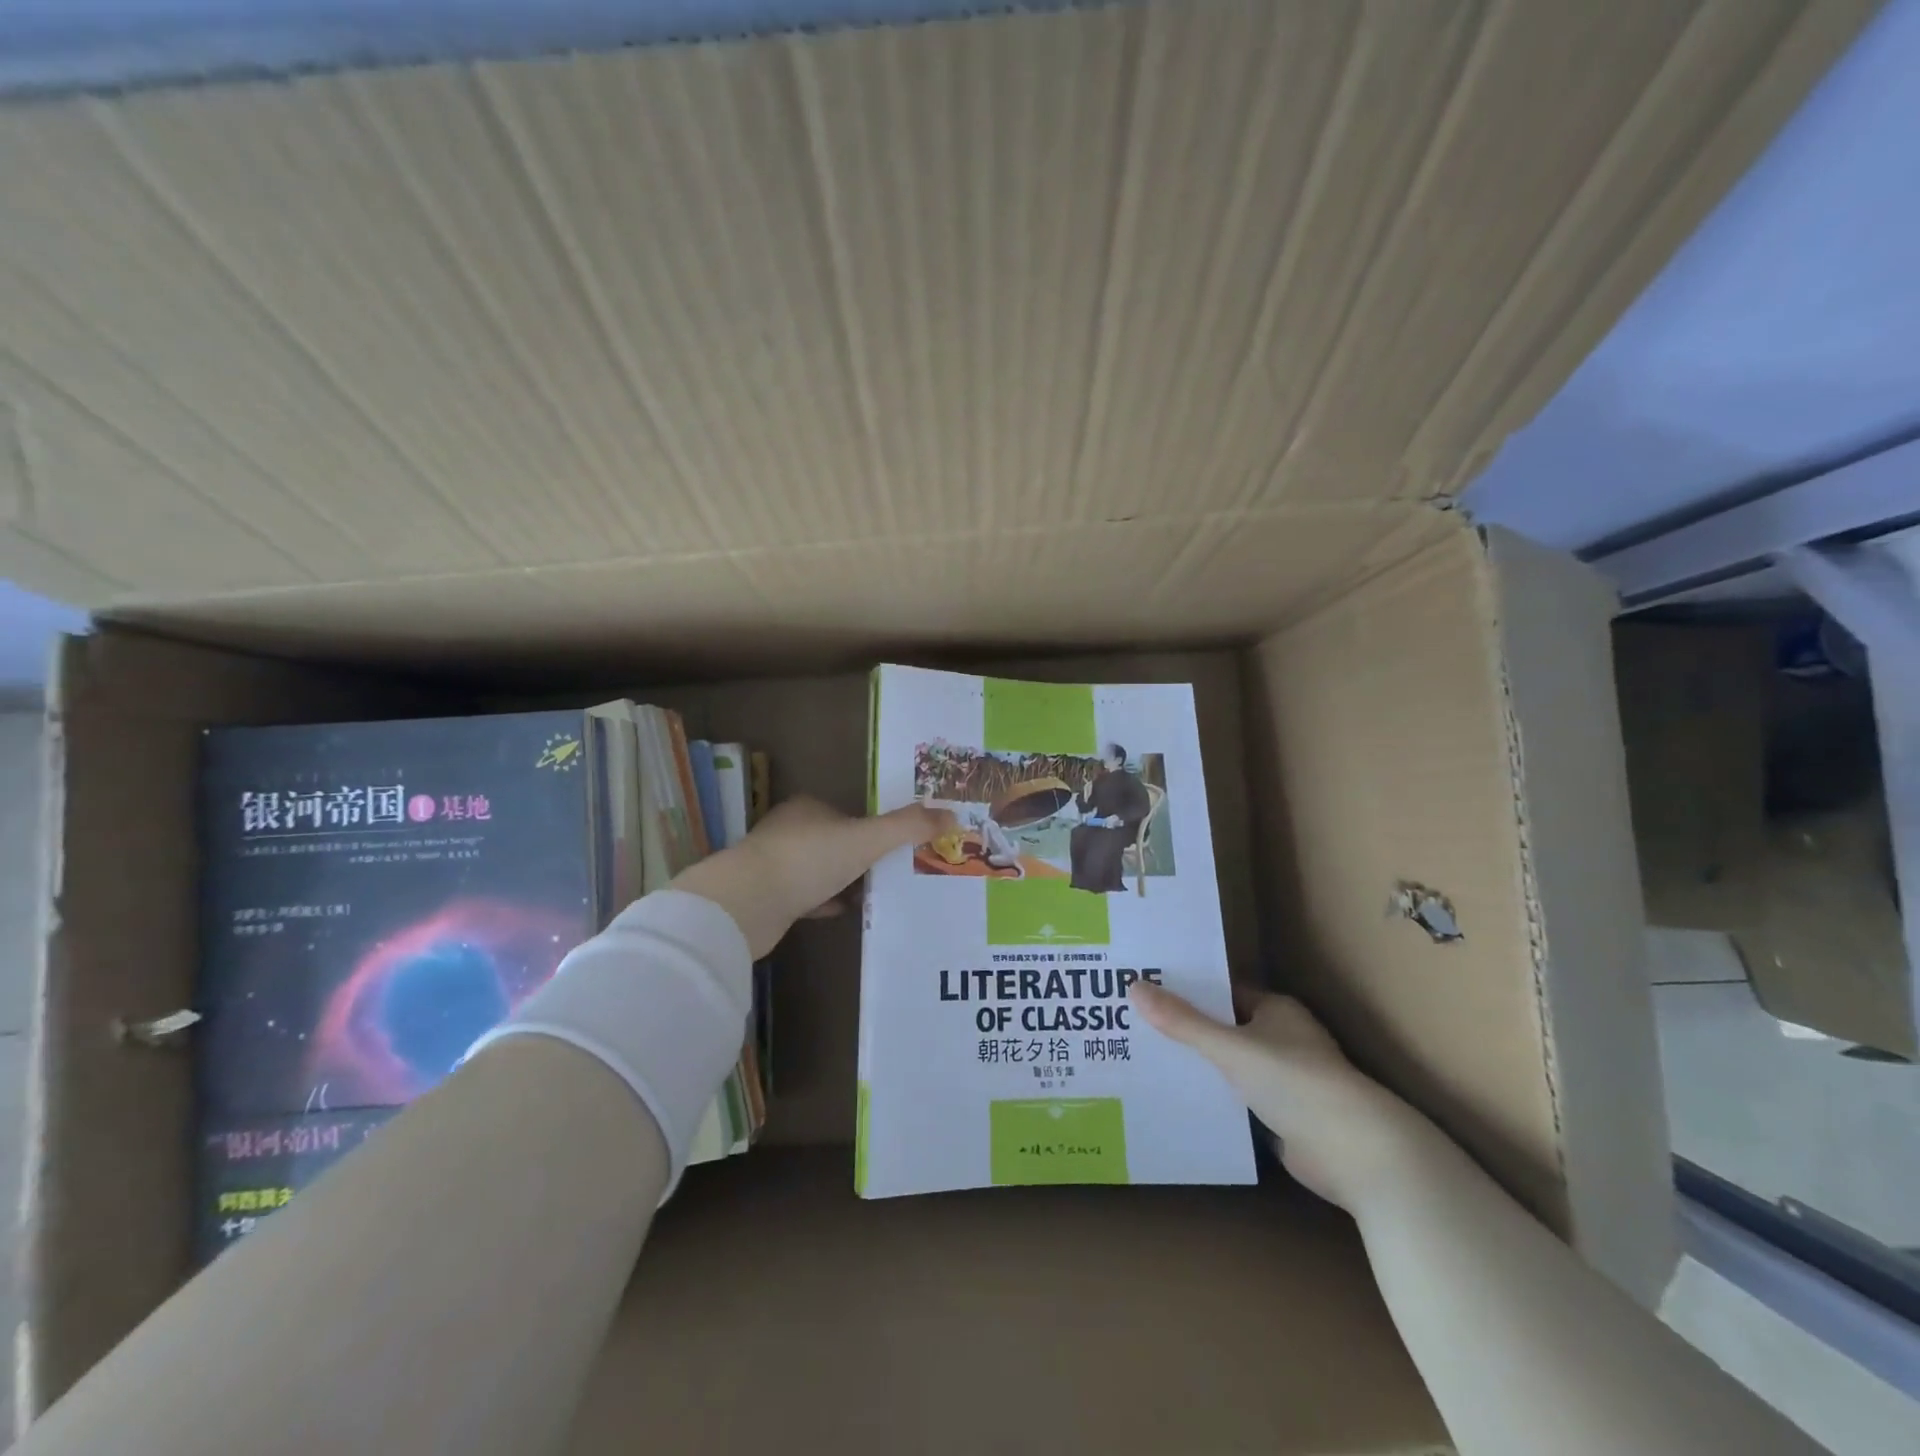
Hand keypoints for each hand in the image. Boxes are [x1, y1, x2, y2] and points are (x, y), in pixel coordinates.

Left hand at [672, 797, 956, 958]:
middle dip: (860, 855)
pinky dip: (825, 902)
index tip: (896, 845)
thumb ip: (908, 826)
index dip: (872, 826)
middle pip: (834, 840)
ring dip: (843, 880)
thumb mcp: (867, 838)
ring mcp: (774, 864)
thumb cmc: (809, 859)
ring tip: (876, 893)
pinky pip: (805, 897)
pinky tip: (845, 912)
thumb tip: (952, 814)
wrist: (747, 905)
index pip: (848, 812)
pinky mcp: (766, 897)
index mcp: (809, 808)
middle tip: (894, 872)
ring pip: (819, 869)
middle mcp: (789, 830)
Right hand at [1128, 982, 1437, 1212]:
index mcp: (1276, 1010)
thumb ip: (1183, 1022)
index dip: (1187, 990)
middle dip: (1186, 1029)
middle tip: (1134, 1023)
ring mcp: (1284, 1080)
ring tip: (1145, 1058)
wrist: (1355, 1153)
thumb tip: (1135, 988)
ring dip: (1198, 1066)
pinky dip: (1213, 1098)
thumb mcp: (1230, 1048)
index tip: (1148, 988)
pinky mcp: (1283, 1117)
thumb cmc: (1295, 1082)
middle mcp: (1281, 1039)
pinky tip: (1176, 1098)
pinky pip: (1237, 1099)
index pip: (1223, 991)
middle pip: (1224, 1028)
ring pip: (1230, 1066)